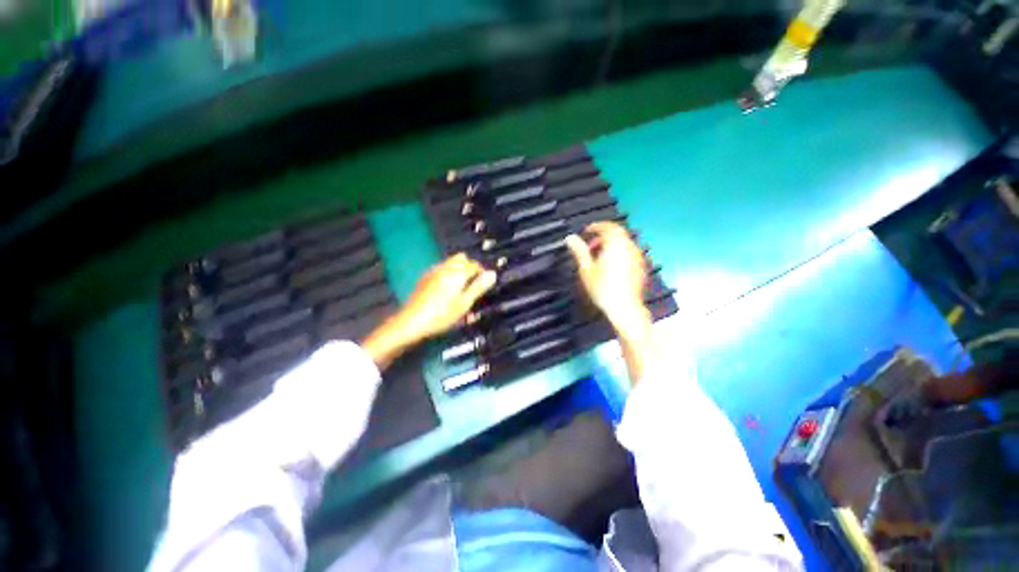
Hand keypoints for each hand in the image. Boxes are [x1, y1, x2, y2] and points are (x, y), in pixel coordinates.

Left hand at [362, 253, 496, 368]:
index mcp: (457, 272)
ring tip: (461, 289)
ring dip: (458, 270)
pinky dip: (448, 274)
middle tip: (473, 285)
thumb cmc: (442, 314)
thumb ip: (478, 287)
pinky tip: (446, 290)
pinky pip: (441, 269)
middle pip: (461, 258)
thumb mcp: (464, 303)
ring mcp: (433, 271)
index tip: (484, 285)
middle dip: (469, 267)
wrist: (412, 321)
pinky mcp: (425, 278)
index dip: (482, 273)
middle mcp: (445, 267)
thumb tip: (492, 273)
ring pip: (450, 263)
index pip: (475, 265)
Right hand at [565, 222, 649, 339]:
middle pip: (617, 233)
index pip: (607, 226)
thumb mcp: (586, 269)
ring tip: (598, 257)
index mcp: (616, 244)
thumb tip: (570, 238)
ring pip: (623, 242)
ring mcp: (637, 256)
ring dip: (611, 244)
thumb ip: (579, 251)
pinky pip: (629, 252)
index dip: (595, 226)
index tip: (586, 231)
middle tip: (590, 245)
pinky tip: (610, 266)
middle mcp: (629, 247)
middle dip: (603, 236)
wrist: (624, 307)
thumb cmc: (603, 289)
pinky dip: (618, 252)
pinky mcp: (641, 266)